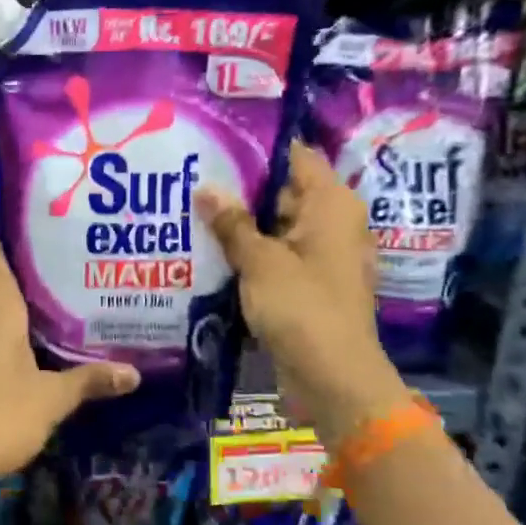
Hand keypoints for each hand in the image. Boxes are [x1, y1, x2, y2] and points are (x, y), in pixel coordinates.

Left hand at [0, 231, 139, 488]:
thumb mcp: (51, 398)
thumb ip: (89, 381)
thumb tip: (133, 372)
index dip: (4, 232)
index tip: (31, 219)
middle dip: (27, 269)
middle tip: (66, 260)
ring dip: (20, 303)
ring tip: (59, 299)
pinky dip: (10, 331)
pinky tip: (34, 344)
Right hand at [194, 142, 408, 446]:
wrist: (333, 380)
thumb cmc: (302, 309)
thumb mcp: (259, 262)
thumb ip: (232, 223)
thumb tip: (206, 188)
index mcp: (332, 205)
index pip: (295, 156)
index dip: (256, 149)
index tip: (215, 144)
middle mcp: (333, 223)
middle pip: (284, 191)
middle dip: (240, 188)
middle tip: (192, 177)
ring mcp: (322, 256)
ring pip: (277, 226)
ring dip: (241, 224)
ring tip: (192, 211)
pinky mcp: (310, 284)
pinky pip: (277, 256)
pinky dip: (251, 253)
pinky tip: (211, 251)